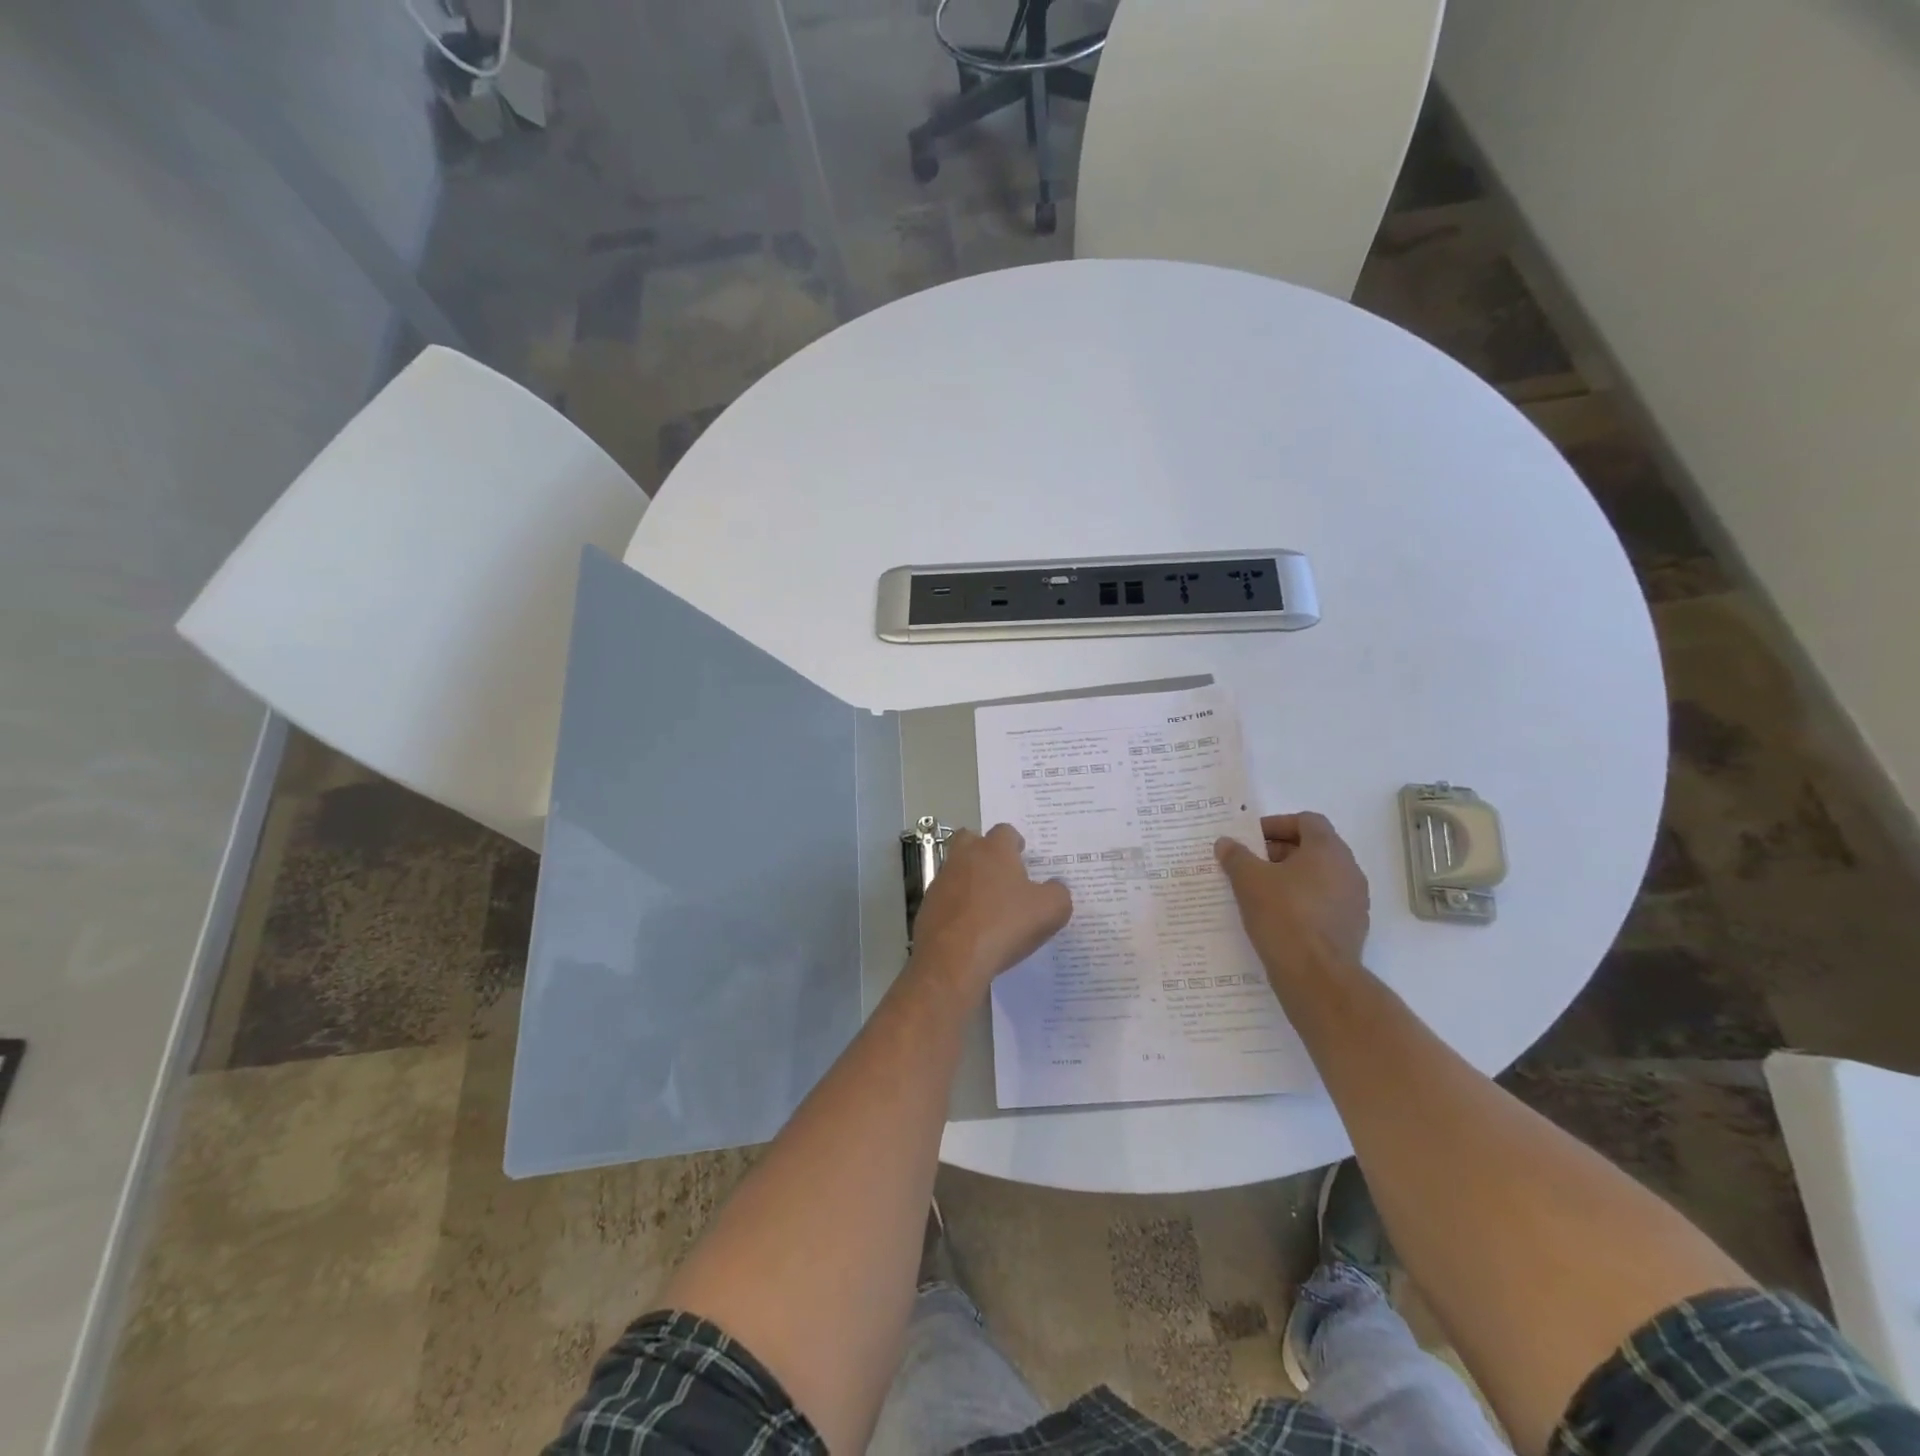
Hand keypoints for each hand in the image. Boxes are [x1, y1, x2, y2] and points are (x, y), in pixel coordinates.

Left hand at [910, 824, 1071, 992]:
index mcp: (994, 850)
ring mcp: (941, 881)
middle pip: (971, 840)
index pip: (1005, 831)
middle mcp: (964, 857)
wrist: (952, 959)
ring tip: (988, 907)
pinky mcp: (927, 906)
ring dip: (970, 880)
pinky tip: (971, 928)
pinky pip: (946, 898)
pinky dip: (957, 906)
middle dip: (985, 851)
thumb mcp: (1051, 911)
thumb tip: (1055, 887)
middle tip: (1002, 875)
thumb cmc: (1005, 926)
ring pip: (956, 869)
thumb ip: (1058, 893)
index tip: (1023, 858)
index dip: (1015, 844)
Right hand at [1214, 812, 1369, 985]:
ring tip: (1258, 892)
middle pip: (1313, 847)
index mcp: (1328, 850)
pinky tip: (1276, 917)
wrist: (1317, 977)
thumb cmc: (1283, 916)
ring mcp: (1354, 901)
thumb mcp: (1248, 881)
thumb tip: (1226, 843)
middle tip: (1249, 864)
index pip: (1306, 821)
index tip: (1251, 839)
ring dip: (1290, 878)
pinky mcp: (1352, 928)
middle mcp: (1348, 870)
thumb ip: (1236, 856)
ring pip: (1318, 877)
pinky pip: (1323, 903)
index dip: (1277, 824)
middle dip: (1278, 852)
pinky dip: (1301, 902)